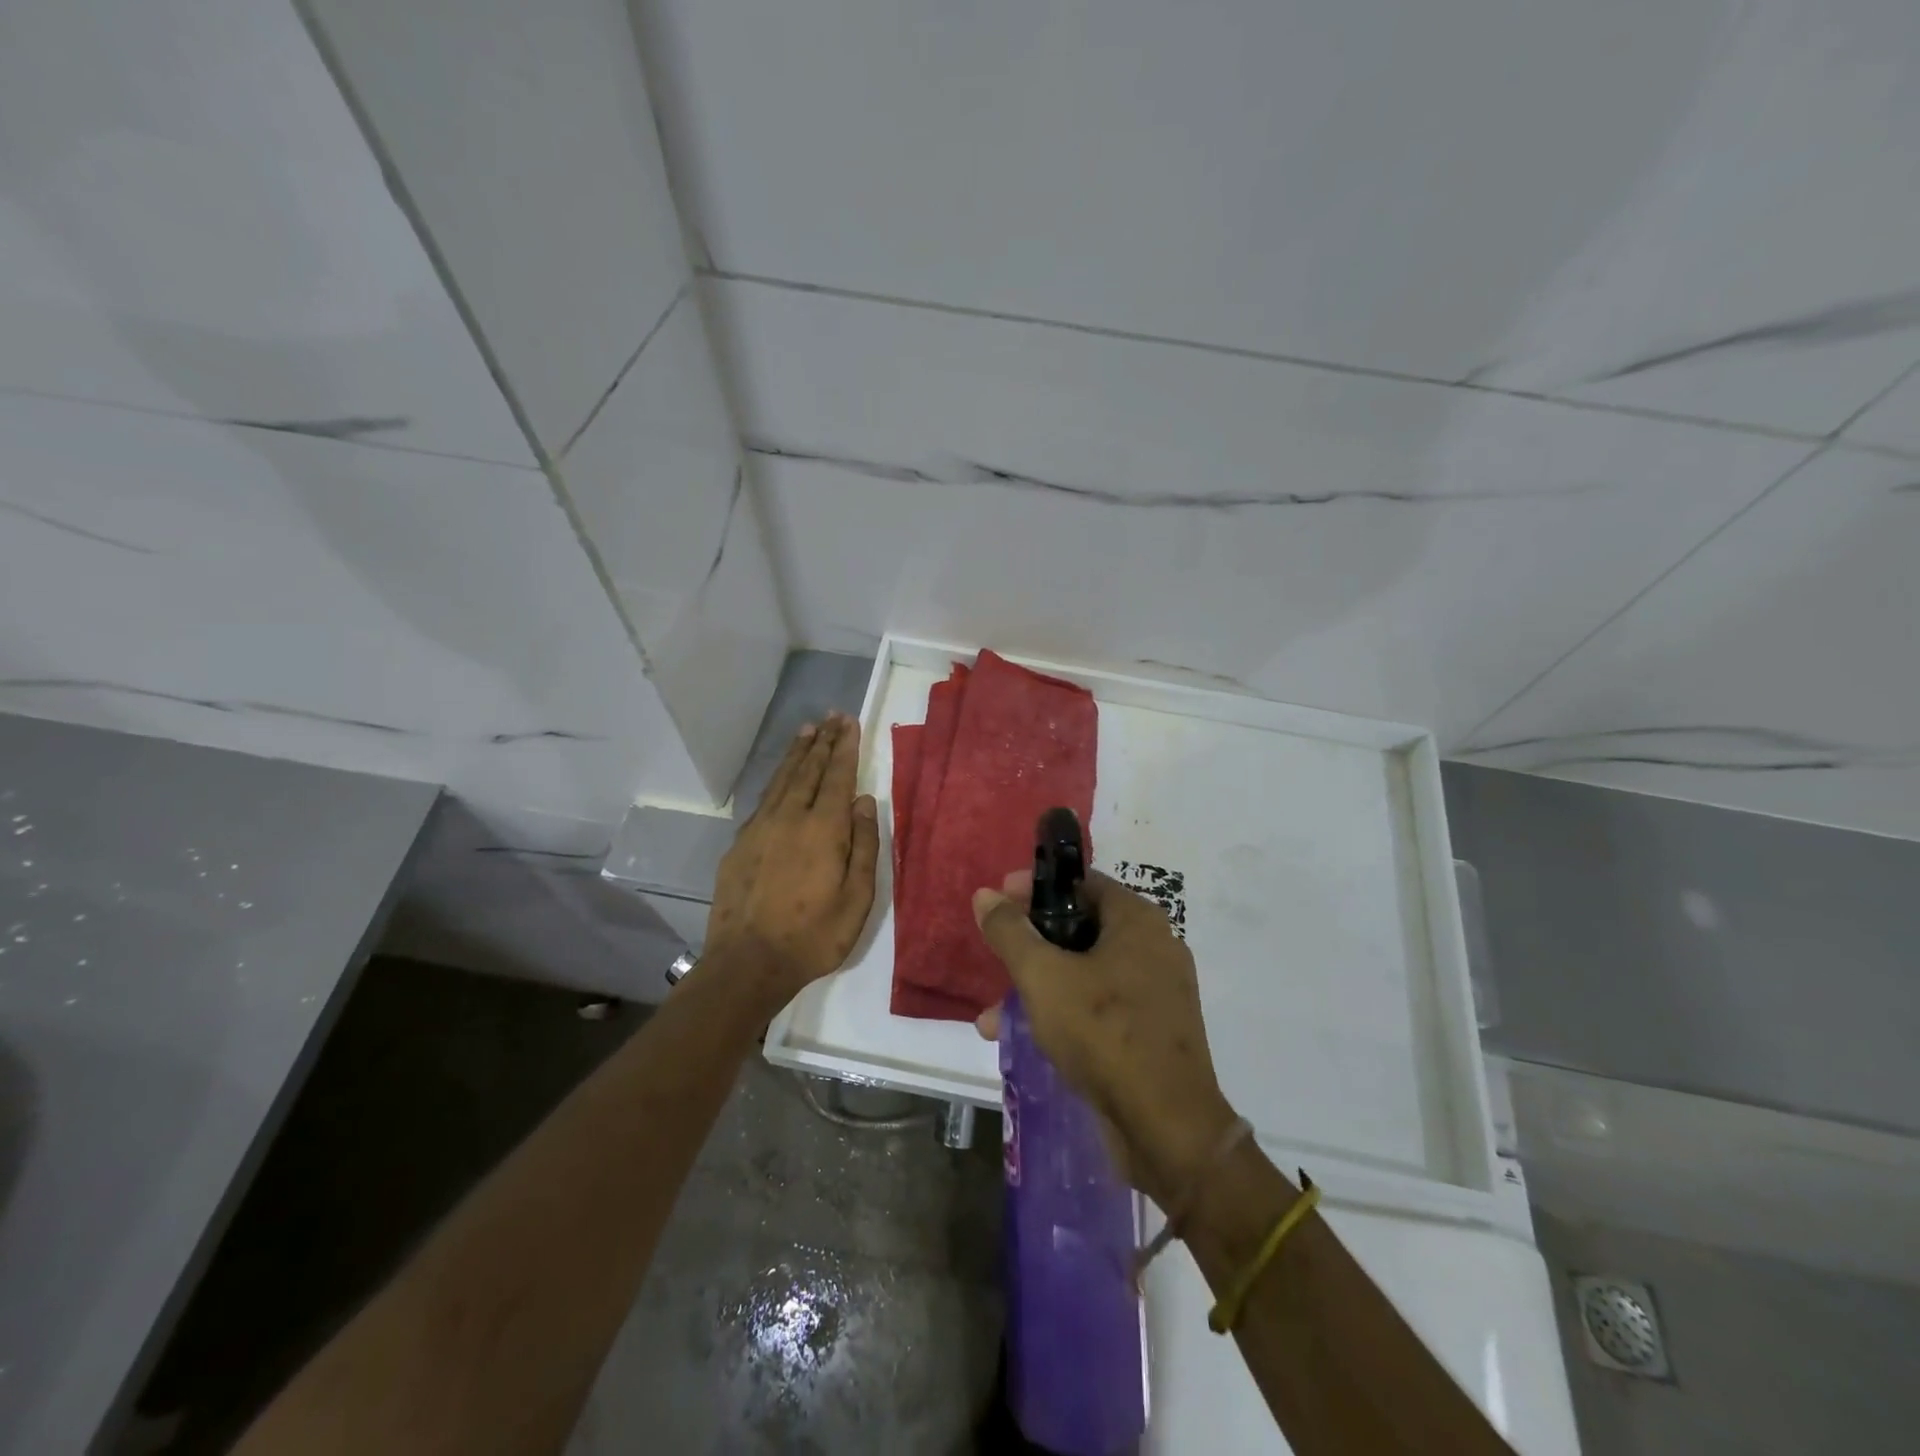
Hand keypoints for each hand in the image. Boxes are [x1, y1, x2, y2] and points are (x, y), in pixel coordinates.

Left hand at [704, 713, 879, 1013]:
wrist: (748, 963)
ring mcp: (761, 828)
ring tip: (807, 731)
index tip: (850, 723)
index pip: (838, 777)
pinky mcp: (741, 843)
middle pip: (809, 770)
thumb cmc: (813, 935)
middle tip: (832, 717)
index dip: (845, 748)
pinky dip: (777, 779)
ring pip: (783, 779)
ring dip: (798, 754)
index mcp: (824, 829)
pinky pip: (764, 798)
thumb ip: (864, 846)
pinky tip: (782, 776)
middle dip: (823, 742)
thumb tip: (865, 801)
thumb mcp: (857, 898)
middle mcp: (791, 817)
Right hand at [973, 870, 1237, 1208]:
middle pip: (1080, 927)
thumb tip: (986, 895)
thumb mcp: (1043, 976)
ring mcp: (1156, 992)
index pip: (1080, 883)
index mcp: (1137, 920)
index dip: (1035, 888)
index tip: (998, 902)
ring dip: (1038, 987)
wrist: (1168, 1128)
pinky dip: (1064, 1012)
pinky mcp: (1152, 1031)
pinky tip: (1025, 1038)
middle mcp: (1154, 947)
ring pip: (1085, 972)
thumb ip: (1011, 932)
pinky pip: (1100, 1006)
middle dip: (1030, 945)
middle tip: (995, 957)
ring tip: (991, 1016)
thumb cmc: (1104, 1033)